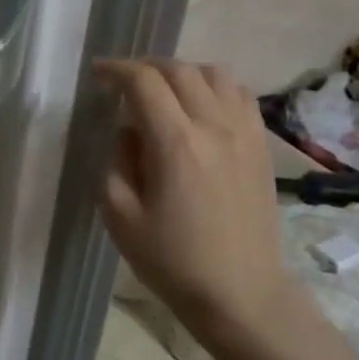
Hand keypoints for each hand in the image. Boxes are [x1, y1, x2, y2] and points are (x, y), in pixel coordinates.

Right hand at [95, 58, 301, 346]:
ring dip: (183, 73)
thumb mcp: (119, 216)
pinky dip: (214, 88)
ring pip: (216, 74)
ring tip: (163, 91)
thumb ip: (116, 162)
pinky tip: (199, 108)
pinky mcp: (262, 146)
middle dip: (145, 67)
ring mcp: (246, 134)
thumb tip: (128, 132)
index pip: (144, 82)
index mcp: (176, 144)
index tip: (97, 74)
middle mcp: (215, 127)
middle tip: (123, 82)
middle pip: (180, 70)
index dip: (116, 70)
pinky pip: (240, 96)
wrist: (240, 292)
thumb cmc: (172, 260)